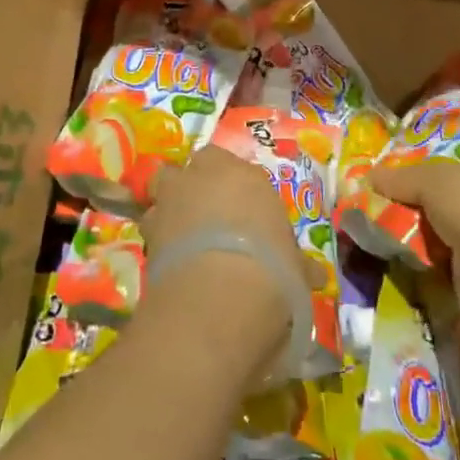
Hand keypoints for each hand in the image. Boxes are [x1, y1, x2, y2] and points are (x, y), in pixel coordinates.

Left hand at [139, 144, 307, 373]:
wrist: (221, 294)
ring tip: (181, 237)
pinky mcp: (147, 229)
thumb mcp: (295, 268)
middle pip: (191, 169)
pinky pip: (151, 226)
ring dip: (169, 207)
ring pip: (162, 189)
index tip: (241, 211)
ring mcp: (171, 198)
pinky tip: (169, 261)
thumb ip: (296, 263)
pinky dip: (158, 239)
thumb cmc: (272, 269)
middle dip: (194, 186)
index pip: (231, 165)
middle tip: (206, 217)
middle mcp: (204, 176)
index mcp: (245, 175)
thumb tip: (313, 276)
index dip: (233, 187)